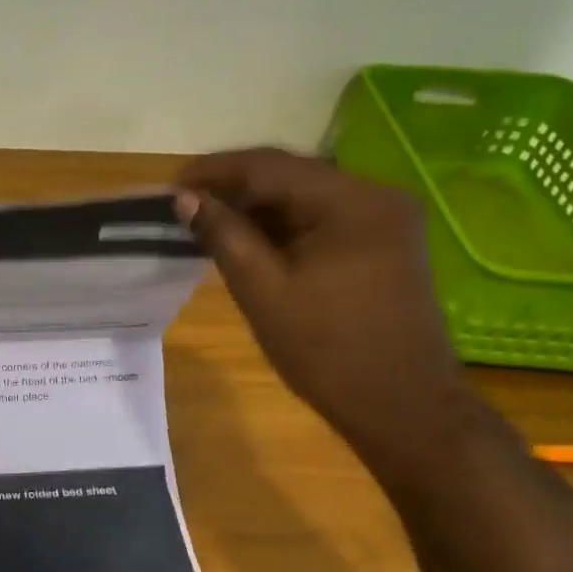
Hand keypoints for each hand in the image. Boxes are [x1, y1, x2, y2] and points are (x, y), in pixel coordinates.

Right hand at [175, 148, 475, 457]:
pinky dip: (283, 226)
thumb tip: (185, 198)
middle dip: (234, 187)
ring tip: (207, 222)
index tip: (171, 185)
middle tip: (184, 204)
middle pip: (291, 175)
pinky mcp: (383, 244)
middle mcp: (376, 196)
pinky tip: (248, 240)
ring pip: (305, 197)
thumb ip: (223, 236)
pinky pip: (322, 219)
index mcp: (352, 201)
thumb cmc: (327, 350)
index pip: (270, 166)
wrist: (401, 406)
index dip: (215, 170)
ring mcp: (385, 220)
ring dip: (256, 207)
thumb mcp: (263, 290)